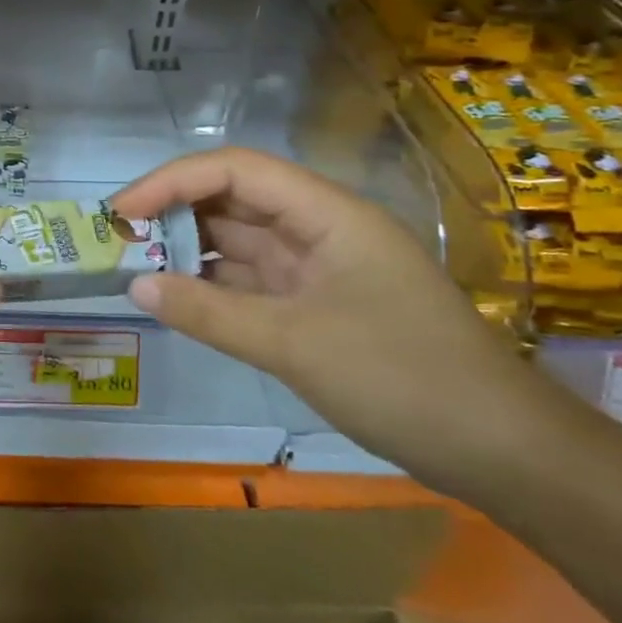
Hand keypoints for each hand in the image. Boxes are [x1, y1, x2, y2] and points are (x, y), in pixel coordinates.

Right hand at [110, 148, 554, 495]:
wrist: (504, 452)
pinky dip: (213, 286)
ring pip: (239, 242)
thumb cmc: (402, 378)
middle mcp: (320, 228)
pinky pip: (252, 281)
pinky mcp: (318, 305)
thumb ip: (208, 312)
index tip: (121, 211)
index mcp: (326, 213)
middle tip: (117, 239)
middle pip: (233, 200)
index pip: (235, 170)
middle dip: (173, 213)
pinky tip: (176, 297)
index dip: (171, 181)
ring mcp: (319, 268)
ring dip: (189, 251)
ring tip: (133, 265)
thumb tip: (135, 284)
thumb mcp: (293, 344)